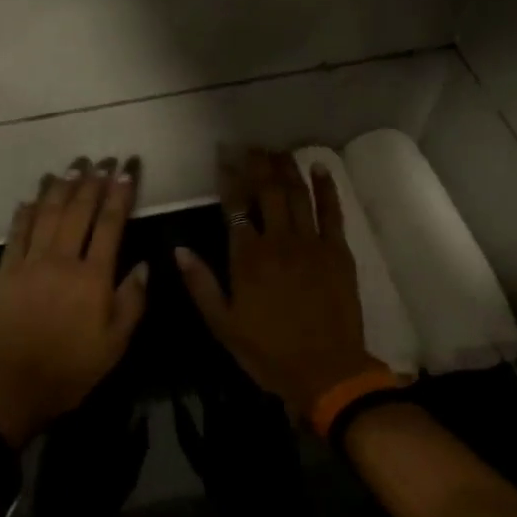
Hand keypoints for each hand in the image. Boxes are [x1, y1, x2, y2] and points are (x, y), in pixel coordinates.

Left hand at [0, 158, 148, 448]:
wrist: (11, 388)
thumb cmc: (70, 370)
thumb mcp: (114, 346)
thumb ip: (132, 302)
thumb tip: (146, 265)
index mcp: (92, 278)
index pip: (110, 224)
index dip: (119, 194)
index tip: (126, 170)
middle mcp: (61, 260)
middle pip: (78, 211)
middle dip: (92, 181)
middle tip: (102, 159)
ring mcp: (30, 263)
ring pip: (47, 214)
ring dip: (60, 187)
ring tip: (72, 166)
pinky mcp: (6, 271)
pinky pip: (17, 233)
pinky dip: (25, 212)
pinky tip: (32, 197)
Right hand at [175, 149, 382, 417]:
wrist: (327, 371)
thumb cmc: (269, 351)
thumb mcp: (223, 325)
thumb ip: (201, 284)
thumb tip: (179, 250)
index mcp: (247, 258)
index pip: (235, 206)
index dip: (229, 176)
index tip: (223, 155)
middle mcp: (278, 241)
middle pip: (268, 191)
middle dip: (258, 163)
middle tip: (251, 145)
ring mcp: (311, 243)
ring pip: (298, 195)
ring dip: (287, 168)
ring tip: (277, 149)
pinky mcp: (338, 251)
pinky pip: (332, 212)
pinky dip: (326, 187)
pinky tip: (320, 168)